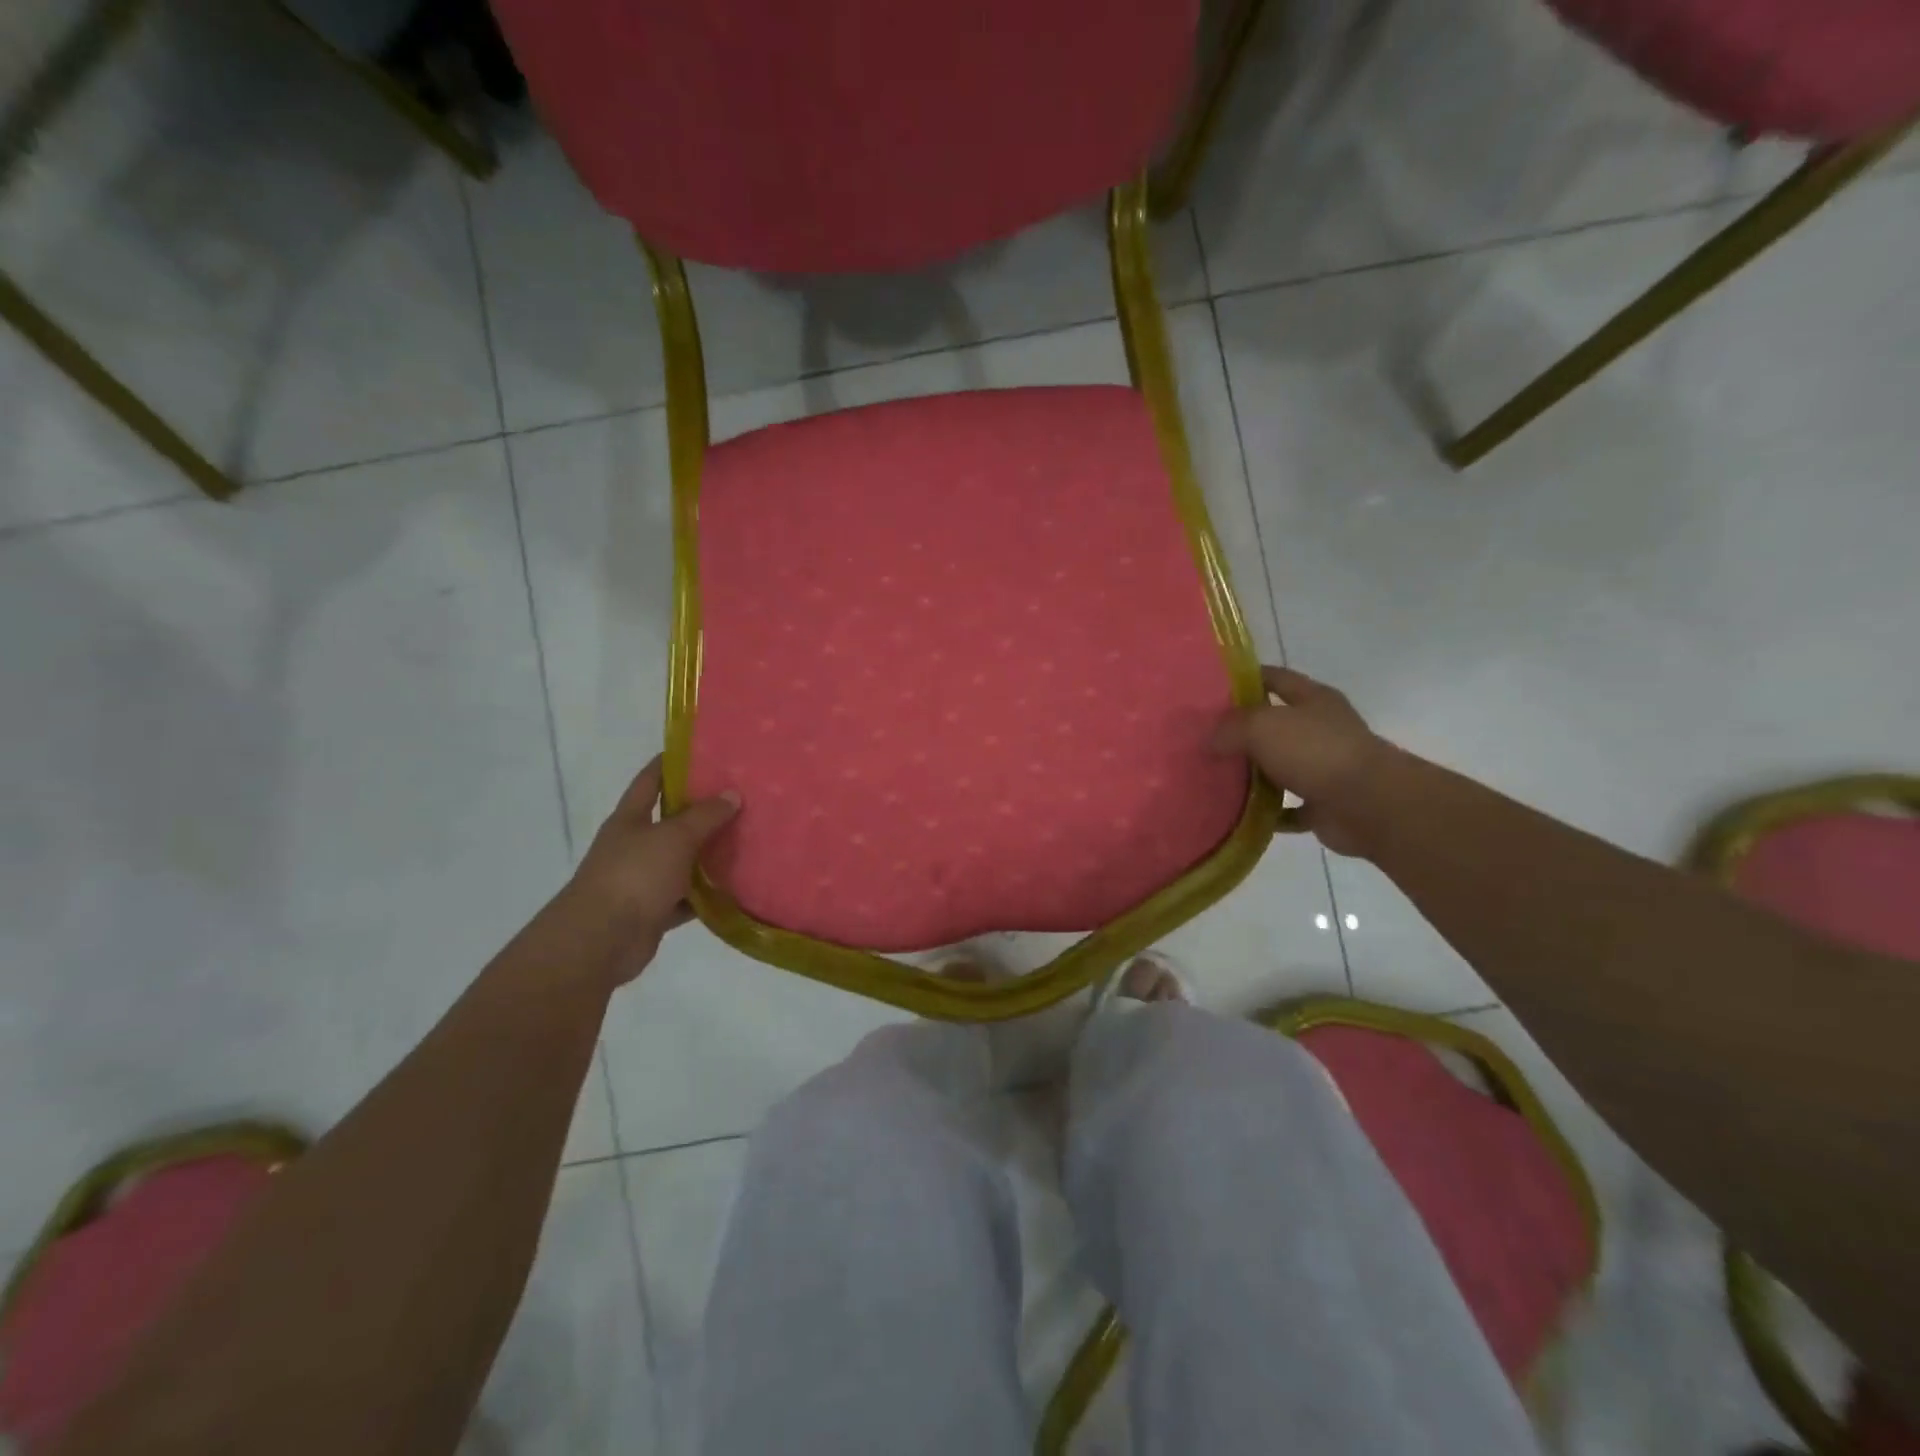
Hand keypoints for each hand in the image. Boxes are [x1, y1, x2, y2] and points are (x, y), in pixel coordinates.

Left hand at [562, 757, 739, 984]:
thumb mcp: (674, 837)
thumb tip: (732, 794)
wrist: (601, 939)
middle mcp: (633, 846)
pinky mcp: (653, 911)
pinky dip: (707, 896)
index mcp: (629, 820)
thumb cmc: (634, 875)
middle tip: (739, 798)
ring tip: (746, 841)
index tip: (701, 752)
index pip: (650, 781)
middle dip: (701, 811)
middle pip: (670, 821)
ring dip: (708, 855)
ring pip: (681, 861)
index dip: (671, 764)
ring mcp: (642, 880)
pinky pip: (686, 899)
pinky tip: (735, 888)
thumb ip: (705, 816)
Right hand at [1210, 666, 1389, 856]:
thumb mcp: (1262, 725)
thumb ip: (1230, 727)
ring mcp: (1325, 768)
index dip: (1246, 678)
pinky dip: (1267, 812)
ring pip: (1280, 766)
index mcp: (1313, 700)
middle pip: (1275, 724)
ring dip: (1252, 773)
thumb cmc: (1316, 751)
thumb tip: (1209, 740)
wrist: (1368, 805)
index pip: (1275, 678)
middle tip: (1203, 736)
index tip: (1211, 687)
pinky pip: (1287, 808)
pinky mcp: (1324, 804)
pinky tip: (1238, 814)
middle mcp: (1321, 730)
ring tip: (1213, 776)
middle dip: (1242, 730)